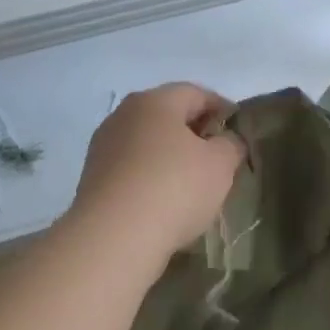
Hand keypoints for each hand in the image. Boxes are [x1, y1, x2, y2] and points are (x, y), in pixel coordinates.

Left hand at [68, 83, 244, 265]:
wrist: (113, 236)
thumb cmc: (174, 188)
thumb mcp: (220, 165)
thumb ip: (231, 145)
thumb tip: (227, 140)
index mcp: (155, 102)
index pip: (196, 93)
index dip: (221, 107)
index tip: (237, 128)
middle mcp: (124, 115)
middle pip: (167, 115)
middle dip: (194, 132)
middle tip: (217, 155)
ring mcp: (103, 146)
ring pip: (147, 142)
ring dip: (170, 155)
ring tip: (192, 181)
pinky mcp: (93, 177)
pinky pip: (131, 167)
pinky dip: (150, 176)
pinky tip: (164, 199)